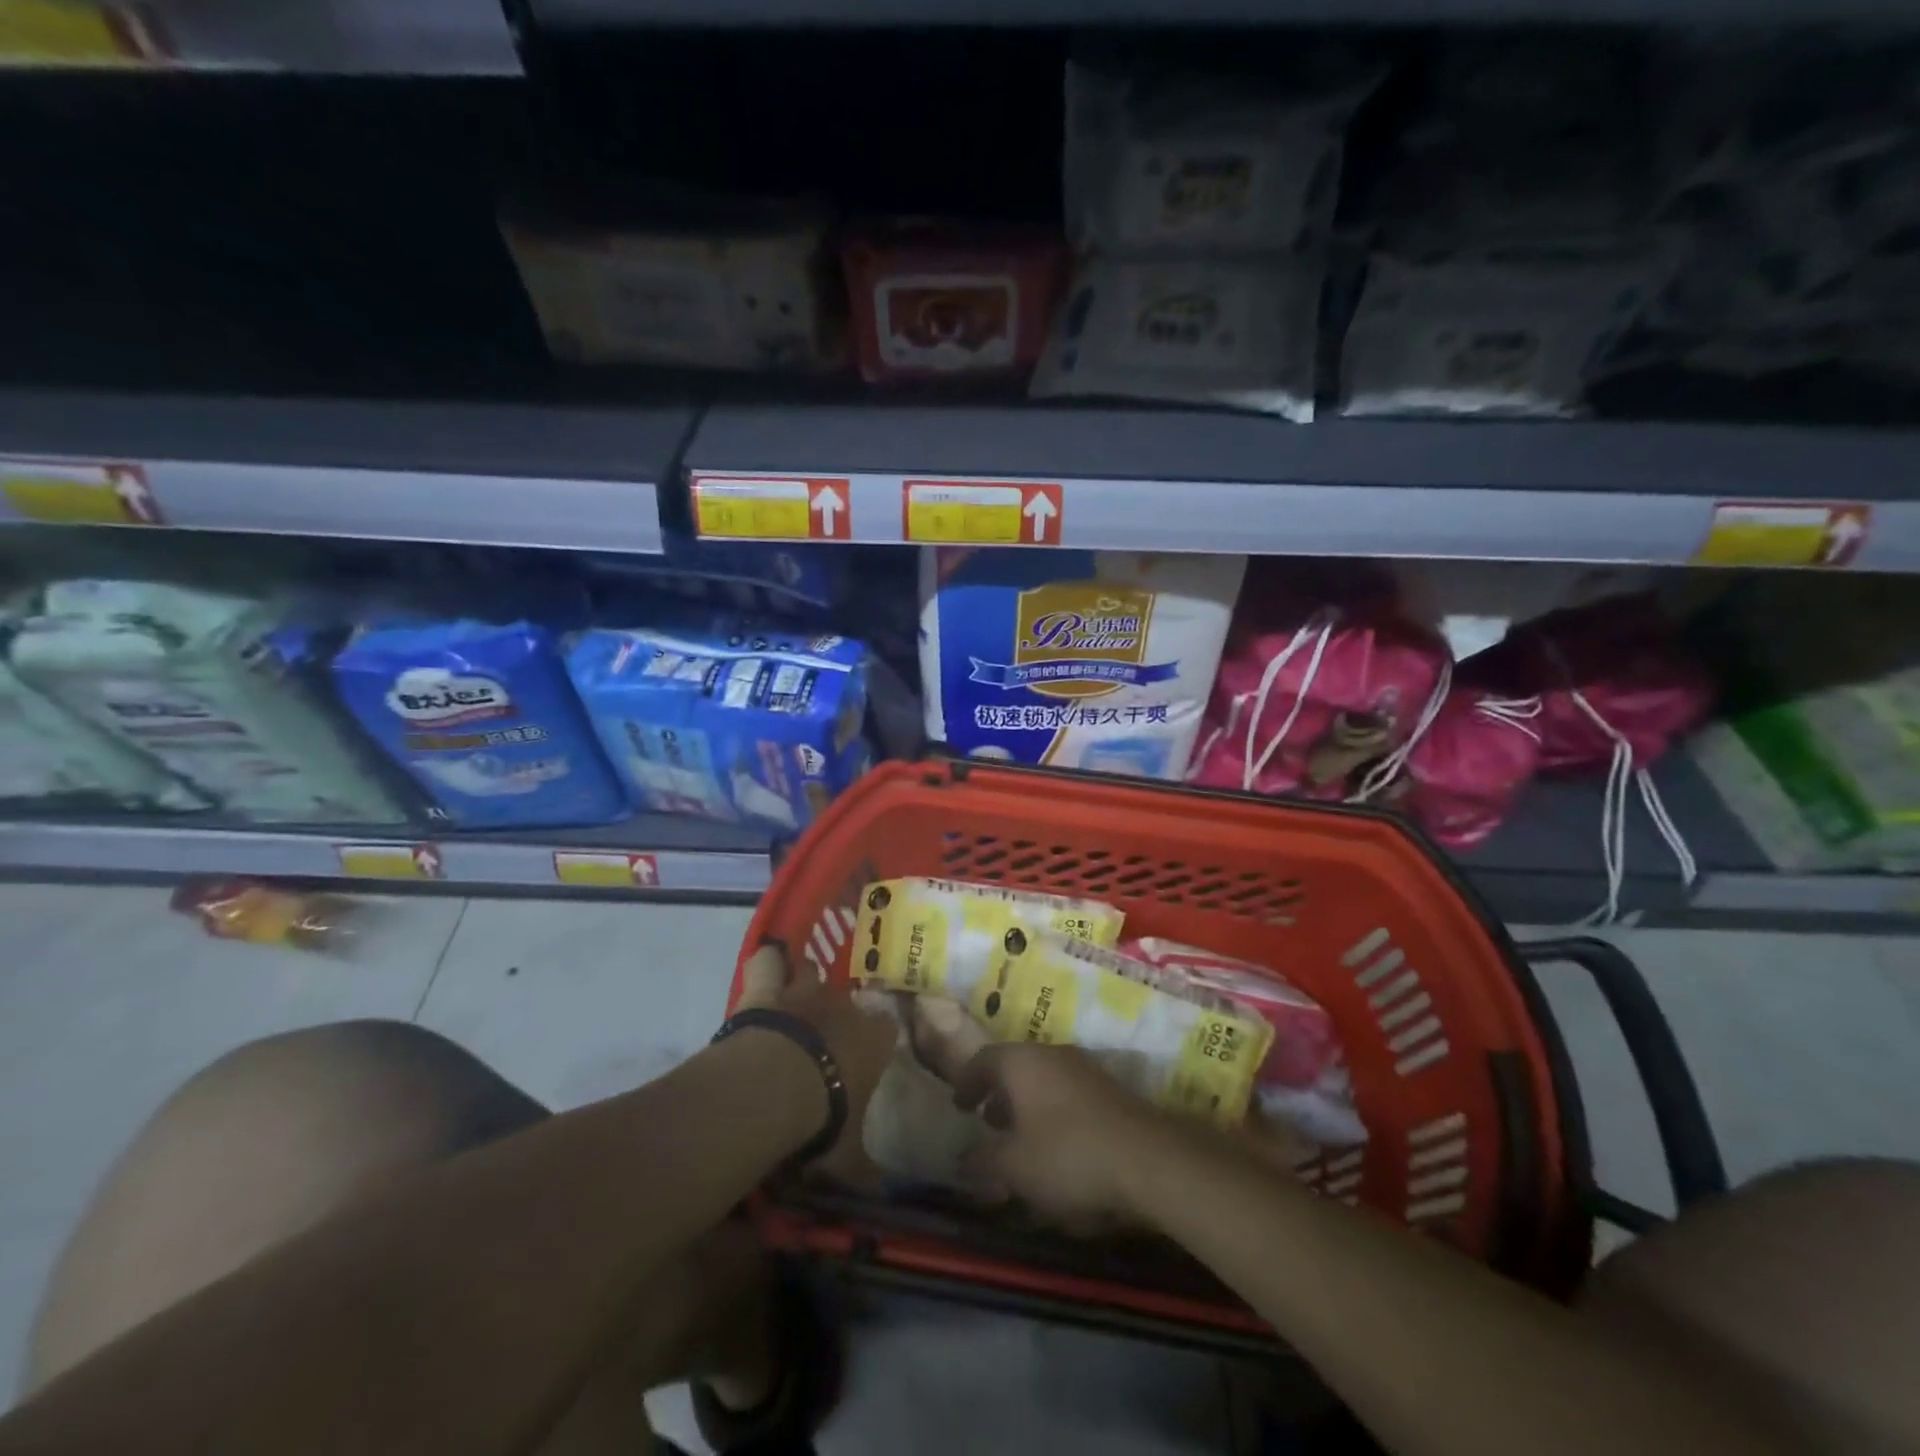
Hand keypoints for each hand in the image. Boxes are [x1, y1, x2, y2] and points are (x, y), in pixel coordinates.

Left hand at [734, 941, 896, 1182]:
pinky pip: (768, 961)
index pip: (886, 1029)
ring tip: (795, 995)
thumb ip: (868, 1172)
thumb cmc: (824, 1121)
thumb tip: (885, 1199)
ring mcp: (805, 992)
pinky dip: (767, 961)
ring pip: (810, 972)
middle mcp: (845, 1006)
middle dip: (837, 1011)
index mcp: (874, 1040)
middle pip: (846, 998)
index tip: (868, 1053)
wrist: (775, 1090)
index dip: (876, 1038)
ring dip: (803, 983)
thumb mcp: (850, 1159)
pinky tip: (767, 961)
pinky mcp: (767, 989)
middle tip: (825, 1032)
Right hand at [951, 1043, 1170, 1226]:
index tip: (958, 1104)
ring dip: (1028, 1103)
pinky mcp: (1109, 1089)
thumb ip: (982, 1161)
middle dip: (999, 1093)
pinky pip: (1068, 1093)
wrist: (1146, 1157)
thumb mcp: (1014, 1167)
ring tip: (1021, 1137)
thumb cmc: (1067, 1154)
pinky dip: (1053, 1111)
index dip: (967, 1081)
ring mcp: (1084, 1068)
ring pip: (1044, 1079)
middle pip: (1016, 1066)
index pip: (983, 1059)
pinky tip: (1057, 1145)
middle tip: (987, 1121)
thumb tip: (961, 1159)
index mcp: (1021, 1061)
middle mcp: (1051, 1053)